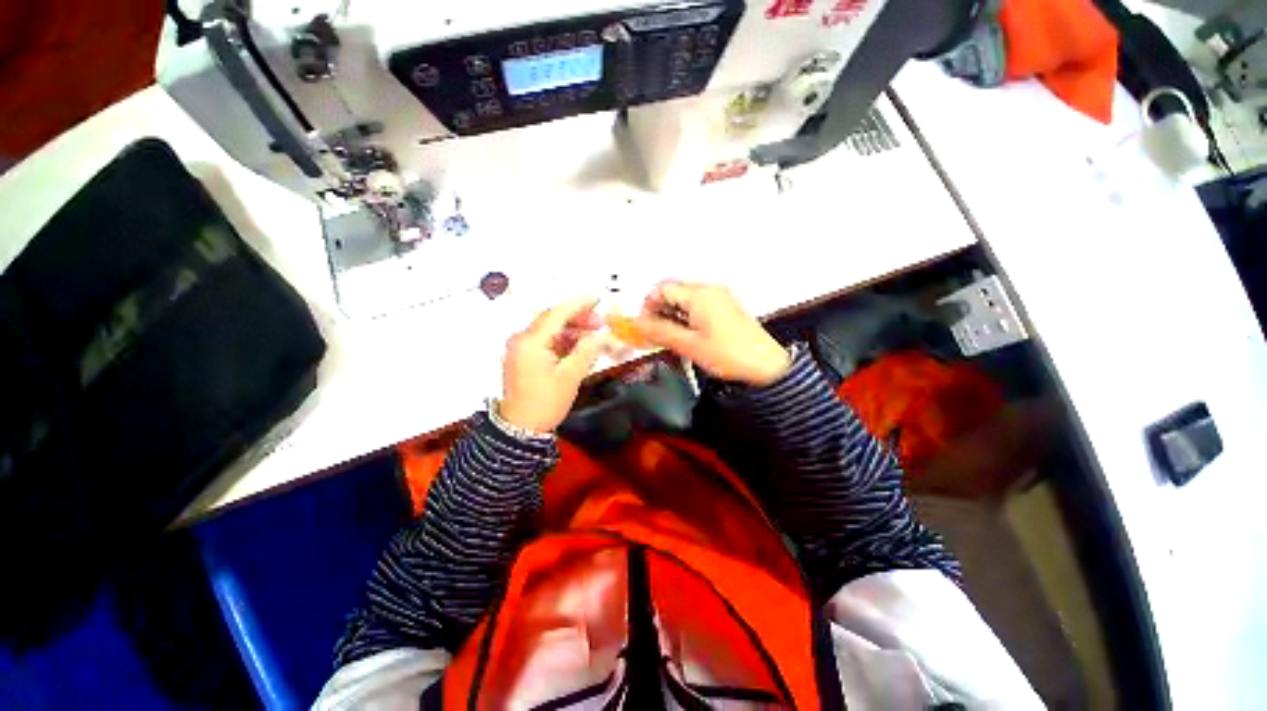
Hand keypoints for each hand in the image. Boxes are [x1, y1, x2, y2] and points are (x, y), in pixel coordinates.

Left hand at [499, 298, 605, 432]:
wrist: (520, 428)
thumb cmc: (546, 402)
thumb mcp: (570, 376)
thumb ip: (586, 351)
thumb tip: (601, 335)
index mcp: (530, 341)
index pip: (557, 313)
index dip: (579, 304)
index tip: (598, 298)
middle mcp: (522, 339)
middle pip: (552, 319)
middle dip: (578, 318)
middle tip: (600, 323)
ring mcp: (520, 348)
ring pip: (550, 330)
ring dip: (571, 330)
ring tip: (593, 336)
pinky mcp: (523, 357)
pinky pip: (546, 341)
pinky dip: (563, 341)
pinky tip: (579, 347)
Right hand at [633, 282, 790, 385]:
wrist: (766, 365)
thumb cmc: (732, 355)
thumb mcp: (689, 345)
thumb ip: (660, 332)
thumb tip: (638, 324)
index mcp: (700, 295)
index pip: (662, 289)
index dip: (647, 306)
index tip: (643, 325)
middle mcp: (710, 290)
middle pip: (673, 292)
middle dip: (659, 311)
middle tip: (653, 333)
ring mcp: (719, 298)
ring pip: (685, 300)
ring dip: (672, 315)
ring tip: (670, 338)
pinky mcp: (725, 308)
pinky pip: (698, 306)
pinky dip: (686, 318)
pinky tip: (686, 336)